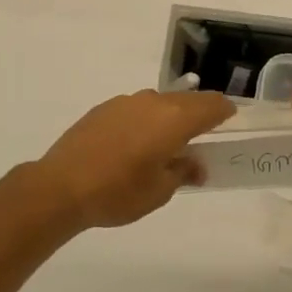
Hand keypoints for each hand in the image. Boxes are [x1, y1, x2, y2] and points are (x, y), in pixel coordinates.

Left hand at [27, 90, 234, 230]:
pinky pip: (135, 108)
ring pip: (159, 103)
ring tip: (167, 144)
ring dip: (169, 117)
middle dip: (199, 115)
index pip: (212, 105)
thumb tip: (195, 165)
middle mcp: (152, 101)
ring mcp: (125, 101)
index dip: (225, 112)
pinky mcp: (103, 108)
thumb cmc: (119, 192)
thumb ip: (183, 172)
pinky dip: (145, 120)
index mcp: (174, 118)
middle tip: (203, 138)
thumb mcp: (160, 191)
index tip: (231, 122)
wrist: (61, 186)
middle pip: (187, 100)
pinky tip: (135, 144)